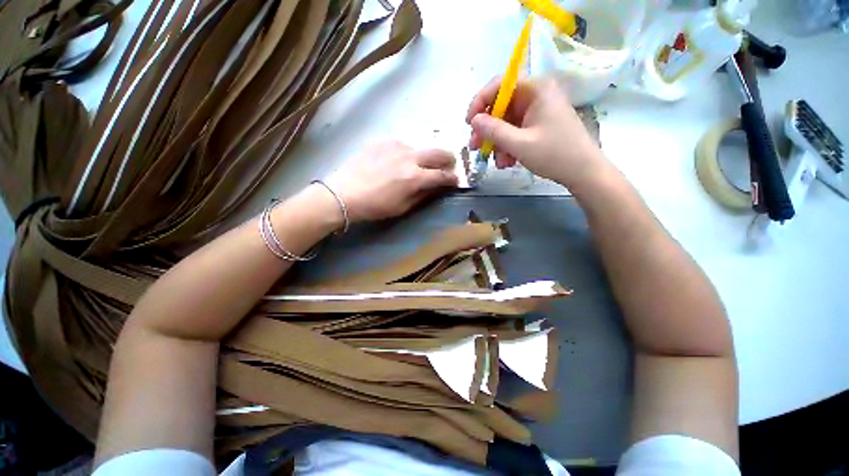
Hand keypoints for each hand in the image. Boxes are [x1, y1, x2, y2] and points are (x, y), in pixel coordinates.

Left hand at [324, 141, 457, 221]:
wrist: (343, 193)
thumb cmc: (375, 206)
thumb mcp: (403, 207)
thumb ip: (423, 195)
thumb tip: (437, 187)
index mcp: (415, 177)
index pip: (443, 175)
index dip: (453, 178)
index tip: (455, 181)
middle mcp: (410, 157)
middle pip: (439, 152)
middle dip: (448, 160)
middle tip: (448, 166)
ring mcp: (396, 145)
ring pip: (420, 147)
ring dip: (424, 157)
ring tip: (416, 167)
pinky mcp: (383, 140)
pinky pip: (402, 145)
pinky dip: (406, 154)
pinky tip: (395, 162)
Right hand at [466, 77, 604, 187]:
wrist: (582, 172)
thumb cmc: (554, 154)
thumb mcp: (519, 144)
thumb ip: (494, 131)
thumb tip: (474, 121)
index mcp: (536, 90)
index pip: (500, 84)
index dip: (480, 102)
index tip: (469, 123)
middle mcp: (536, 95)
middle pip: (501, 106)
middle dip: (487, 129)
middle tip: (476, 148)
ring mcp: (537, 111)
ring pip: (505, 122)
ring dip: (497, 143)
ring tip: (499, 162)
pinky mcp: (538, 125)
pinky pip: (514, 132)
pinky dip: (507, 146)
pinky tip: (508, 162)